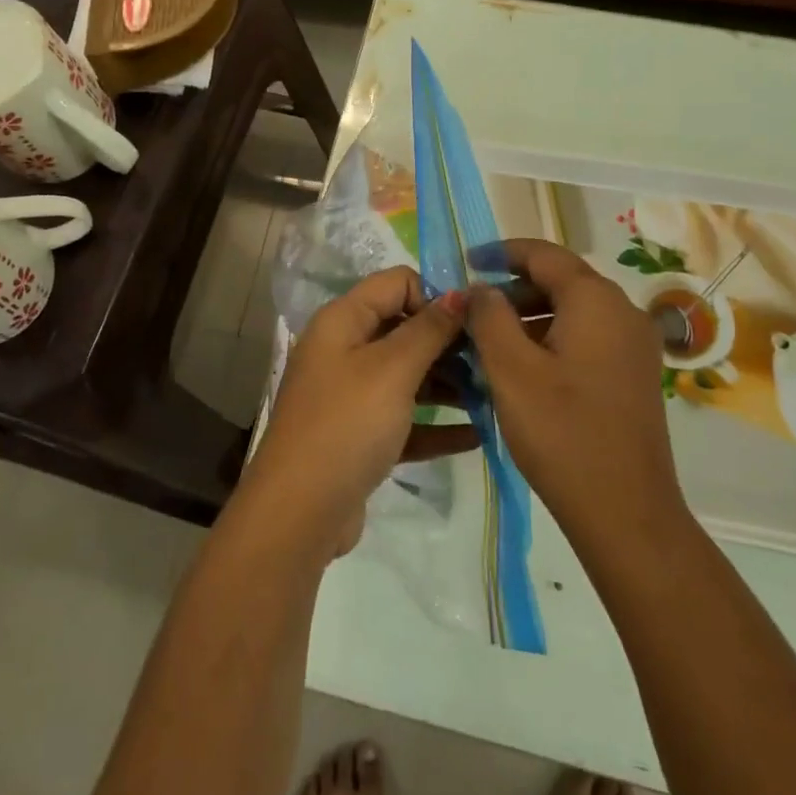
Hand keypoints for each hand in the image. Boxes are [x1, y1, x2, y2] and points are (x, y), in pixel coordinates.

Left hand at [243, 267, 466, 555]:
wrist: (300, 511)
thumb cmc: (347, 424)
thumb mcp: (392, 369)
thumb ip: (429, 329)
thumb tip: (459, 292)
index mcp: (343, 321)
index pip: (396, 283)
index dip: (436, 294)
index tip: (476, 320)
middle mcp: (344, 350)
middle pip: (405, 329)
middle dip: (449, 343)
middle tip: (494, 361)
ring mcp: (351, 395)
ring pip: (409, 376)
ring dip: (449, 384)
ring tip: (495, 397)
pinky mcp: (361, 436)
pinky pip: (406, 419)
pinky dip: (436, 424)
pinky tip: (478, 435)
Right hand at [466, 240, 682, 550]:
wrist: (625, 511)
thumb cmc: (562, 433)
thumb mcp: (511, 370)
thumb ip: (490, 317)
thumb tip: (481, 288)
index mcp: (596, 300)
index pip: (544, 255)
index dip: (501, 253)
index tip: (466, 262)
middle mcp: (623, 312)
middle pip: (561, 280)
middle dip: (513, 288)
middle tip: (471, 310)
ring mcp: (634, 345)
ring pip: (574, 311)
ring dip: (530, 316)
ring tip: (489, 341)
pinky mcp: (634, 374)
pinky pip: (587, 337)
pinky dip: (552, 338)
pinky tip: (523, 368)